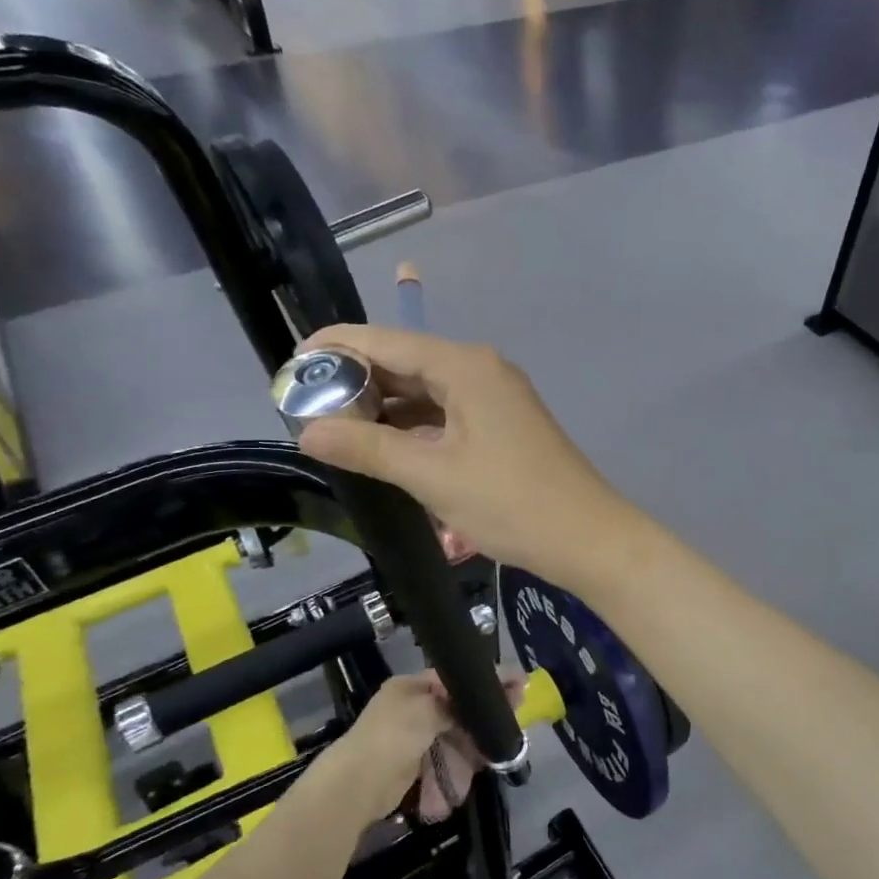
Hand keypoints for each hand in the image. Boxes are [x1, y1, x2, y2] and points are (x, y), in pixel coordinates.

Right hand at [296, 326, 636, 588]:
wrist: (587, 538)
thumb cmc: (510, 503)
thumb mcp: (432, 476)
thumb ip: (368, 449)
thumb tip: (308, 430)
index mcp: (465, 366)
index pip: (386, 340)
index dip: (337, 348)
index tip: (291, 366)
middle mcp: (481, 370)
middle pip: (406, 363)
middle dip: (358, 382)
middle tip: (307, 408)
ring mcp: (496, 399)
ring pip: (426, 393)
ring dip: (385, 410)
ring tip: (337, 432)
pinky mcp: (503, 427)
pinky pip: (446, 416)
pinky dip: (414, 429)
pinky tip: (386, 450)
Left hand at [328, 669, 524, 820]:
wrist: (357, 784)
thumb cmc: (393, 736)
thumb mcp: (428, 709)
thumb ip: (459, 703)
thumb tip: (487, 696)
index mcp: (411, 687)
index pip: (456, 678)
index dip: (487, 681)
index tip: (519, 683)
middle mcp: (412, 708)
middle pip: (458, 709)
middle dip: (482, 718)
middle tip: (513, 722)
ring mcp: (412, 738)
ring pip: (454, 738)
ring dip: (473, 747)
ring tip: (496, 752)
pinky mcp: (414, 766)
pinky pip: (445, 760)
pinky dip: (458, 767)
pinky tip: (475, 771)